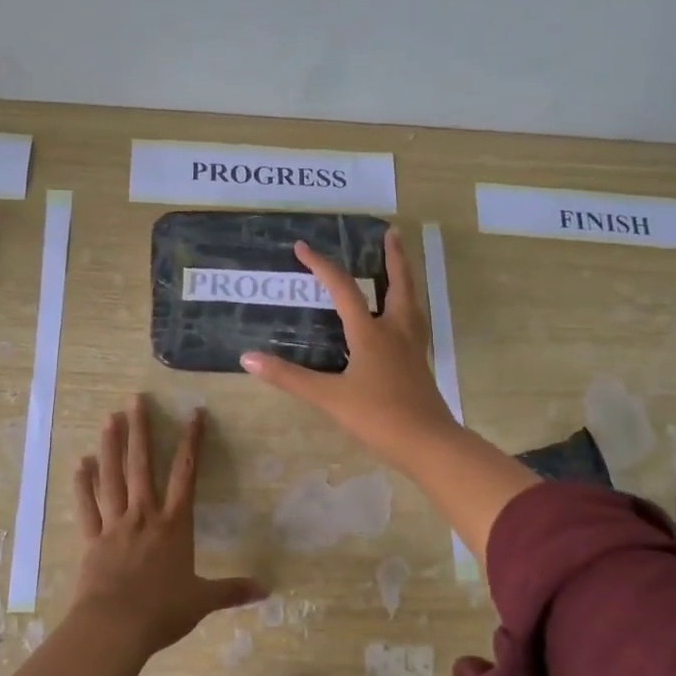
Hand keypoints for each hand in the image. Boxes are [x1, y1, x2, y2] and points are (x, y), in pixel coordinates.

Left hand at [69, 395, 265, 657]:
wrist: (115, 627)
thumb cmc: (162, 611)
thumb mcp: (203, 601)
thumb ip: (233, 591)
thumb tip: (268, 589)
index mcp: (174, 525)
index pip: (186, 474)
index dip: (191, 442)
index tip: (194, 413)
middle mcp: (144, 516)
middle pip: (142, 465)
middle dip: (141, 430)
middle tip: (135, 399)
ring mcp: (115, 524)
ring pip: (112, 477)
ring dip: (111, 446)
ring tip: (109, 418)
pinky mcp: (92, 539)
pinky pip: (87, 506)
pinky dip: (82, 484)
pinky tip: (80, 462)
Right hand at [240, 229, 459, 465]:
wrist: (428, 443)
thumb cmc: (377, 416)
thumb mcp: (329, 397)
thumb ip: (289, 377)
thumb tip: (248, 358)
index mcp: (371, 333)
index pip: (343, 289)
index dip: (322, 265)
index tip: (302, 247)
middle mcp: (395, 331)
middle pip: (398, 283)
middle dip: (393, 256)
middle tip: (391, 232)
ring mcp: (412, 347)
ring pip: (411, 301)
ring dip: (405, 277)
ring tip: (400, 264)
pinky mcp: (419, 363)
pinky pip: (414, 322)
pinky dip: (407, 306)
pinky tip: (401, 317)